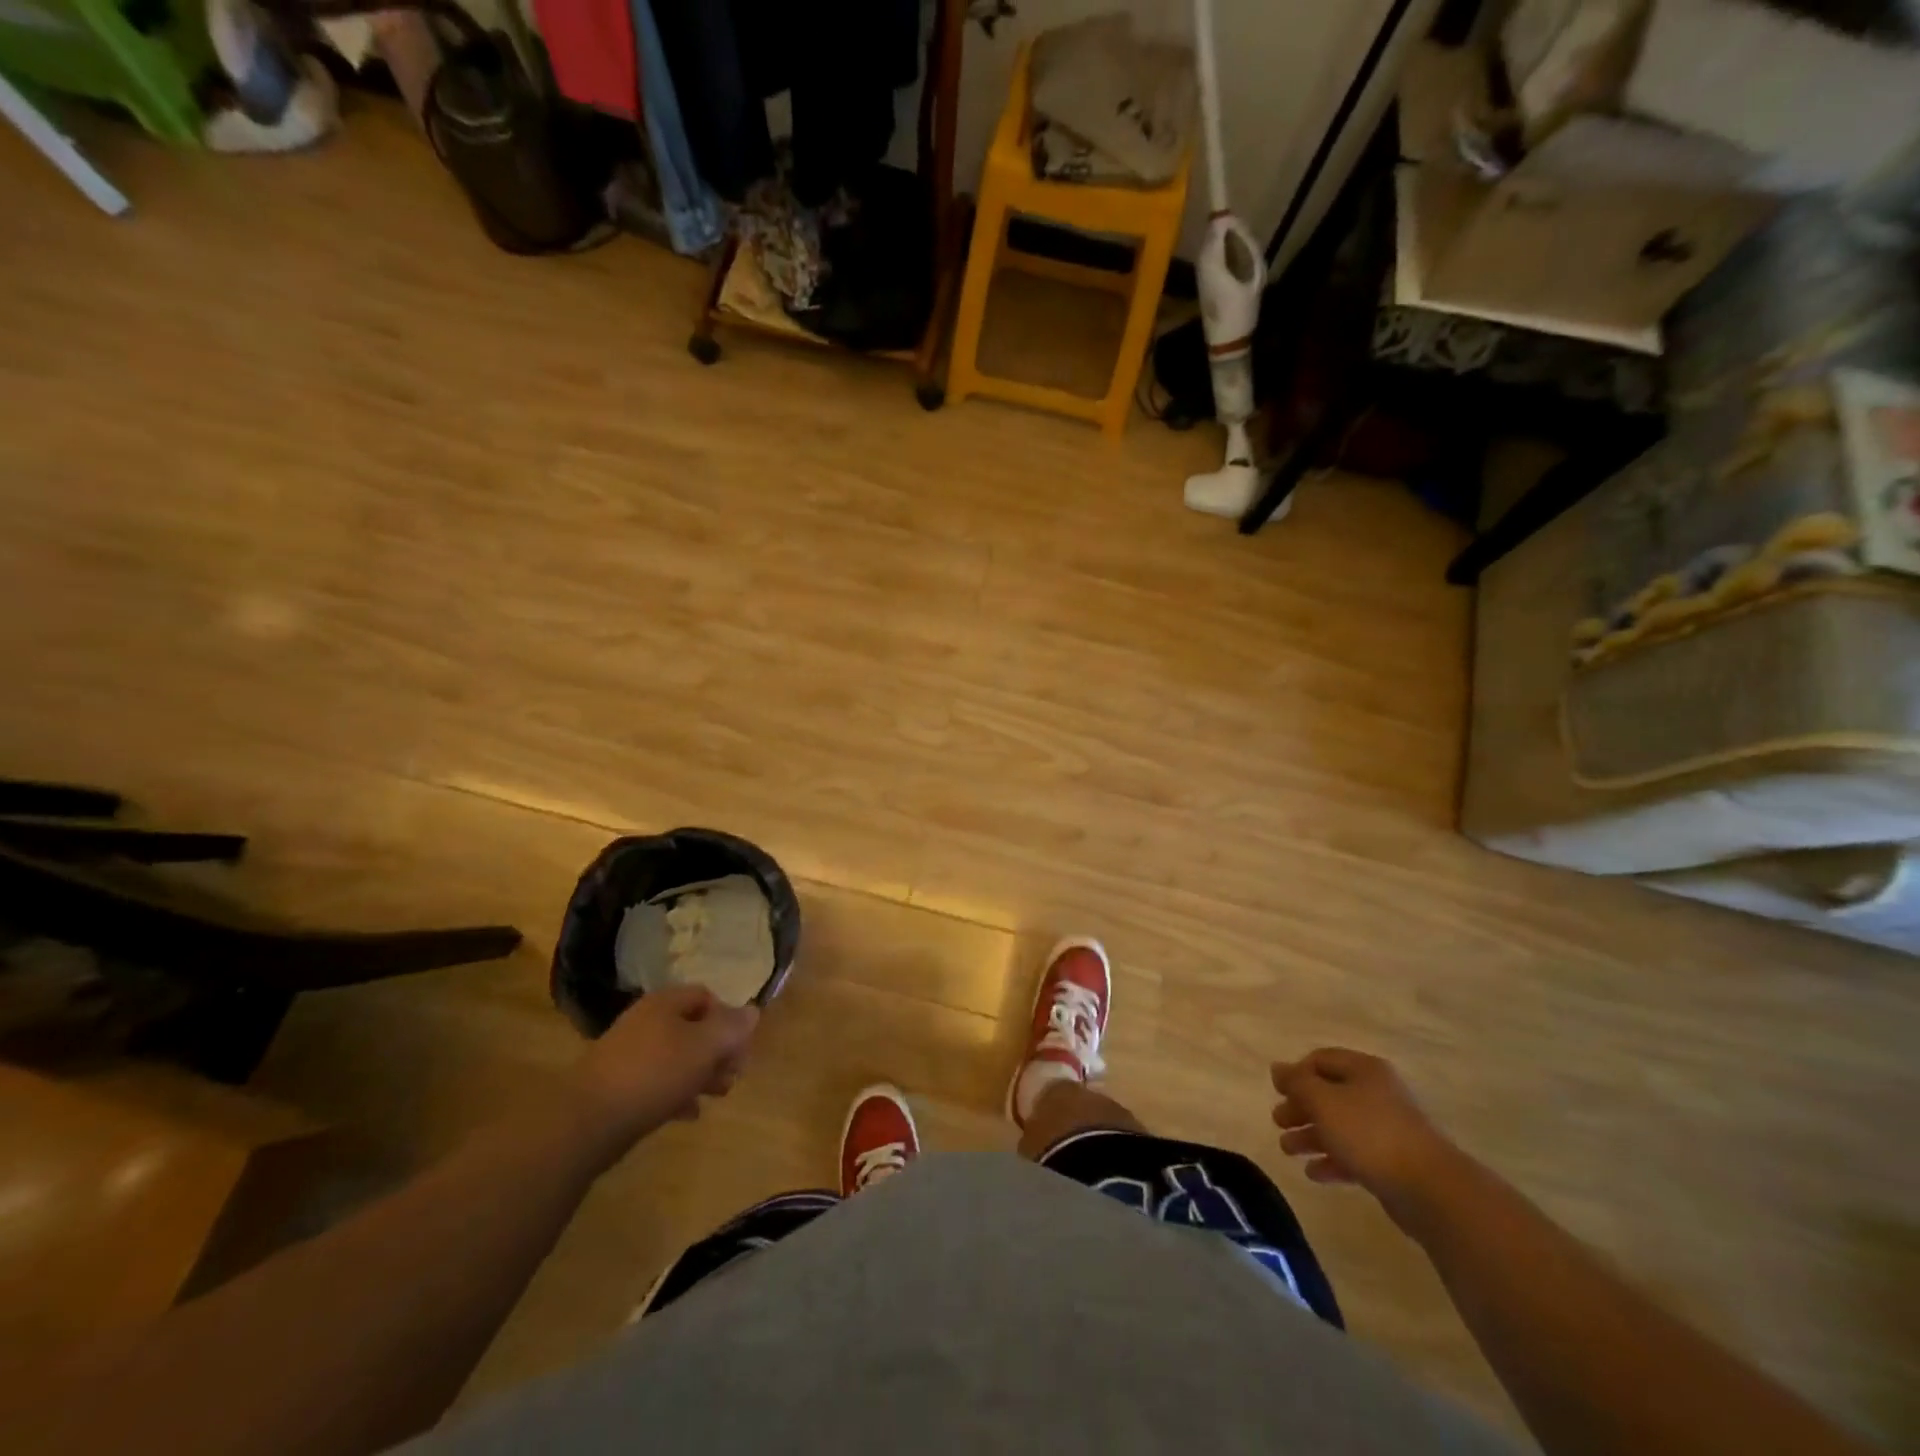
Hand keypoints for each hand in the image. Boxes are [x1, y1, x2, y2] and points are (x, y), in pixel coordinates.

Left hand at [570, 985, 759, 1158]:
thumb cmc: (654, 1074)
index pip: (706, 996)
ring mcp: (629, 1054)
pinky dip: (677, 1094)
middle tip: (734, 1075)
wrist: (587, 1122)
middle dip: (718, 1050)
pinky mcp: (618, 1086)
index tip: (741, 1046)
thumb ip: (731, 1028)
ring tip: (717, 1095)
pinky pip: (657, 1083)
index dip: (728, 1018)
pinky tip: (689, 1113)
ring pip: (677, 1057)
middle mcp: (646, 1022)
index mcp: (665, 1003)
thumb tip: (752, 1011)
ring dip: (701, 1073)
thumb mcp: (704, 1046)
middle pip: (693, 1028)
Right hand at [1271, 1048, 1460, 1230]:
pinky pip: (1354, 1154)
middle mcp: (1377, 1093)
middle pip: (1329, 1094)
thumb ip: (1297, 1082)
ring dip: (1311, 1136)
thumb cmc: (1370, 1134)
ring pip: (1339, 1126)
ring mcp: (1387, 1129)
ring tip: (1288, 1150)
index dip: (1296, 1073)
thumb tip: (1277, 1068)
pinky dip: (1332, 1160)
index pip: (1321, 1060)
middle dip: (1300, 1108)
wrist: (1431, 1190)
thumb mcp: (1323, 1101)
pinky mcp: (1393, 1162)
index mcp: (1364, 1070)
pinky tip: (1314, 1173)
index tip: (1277, 1092)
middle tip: (1278, 1122)